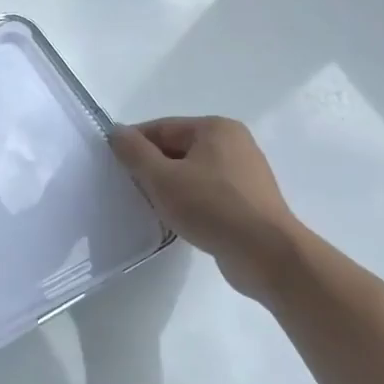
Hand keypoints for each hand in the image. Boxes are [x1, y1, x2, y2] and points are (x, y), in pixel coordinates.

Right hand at [111, 116, 303, 300]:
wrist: (267, 255)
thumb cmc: (211, 207)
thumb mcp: (160, 177)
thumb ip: (133, 151)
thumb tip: (116, 131)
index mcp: (215, 128)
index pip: (160, 128)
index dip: (134, 146)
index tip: (115, 169)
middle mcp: (234, 143)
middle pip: (176, 149)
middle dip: (152, 168)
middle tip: (132, 191)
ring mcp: (246, 172)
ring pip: (191, 172)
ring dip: (170, 187)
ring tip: (155, 207)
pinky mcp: (250, 200)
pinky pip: (208, 192)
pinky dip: (190, 201)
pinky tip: (180, 219)